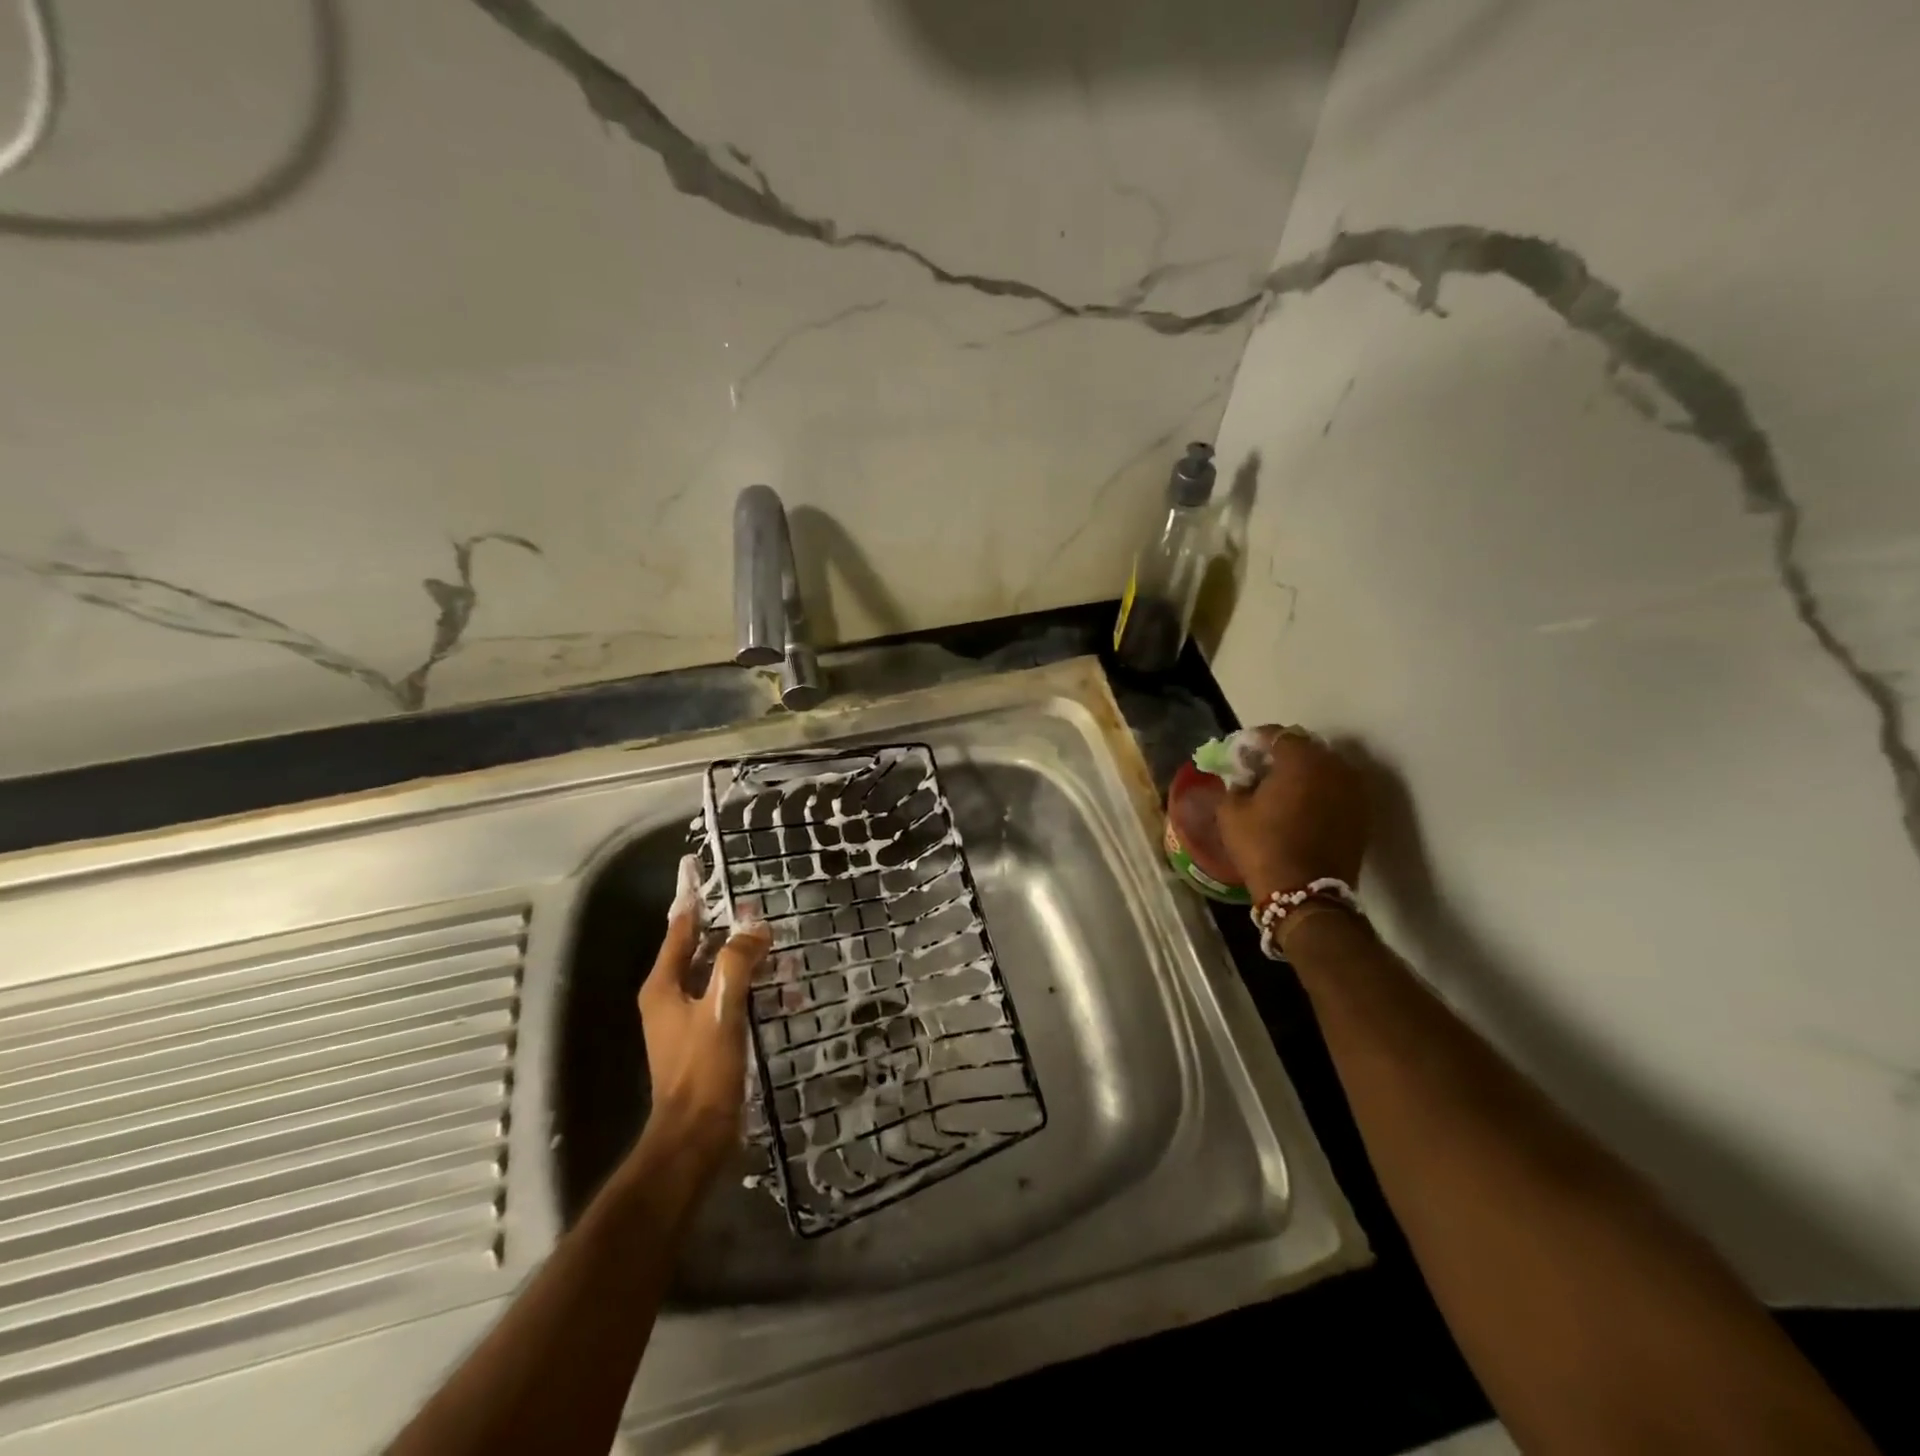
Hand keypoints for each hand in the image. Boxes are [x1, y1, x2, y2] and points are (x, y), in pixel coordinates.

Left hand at [637, 858, 771, 1175]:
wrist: (695, 1136)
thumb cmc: (703, 1068)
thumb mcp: (722, 1008)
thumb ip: (737, 962)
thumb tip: (754, 926)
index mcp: (664, 984)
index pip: (679, 927)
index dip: (690, 897)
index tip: (696, 867)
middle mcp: (670, 996)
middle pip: (700, 948)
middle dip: (730, 929)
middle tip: (759, 911)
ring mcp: (686, 1019)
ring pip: (718, 974)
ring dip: (747, 961)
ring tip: (780, 949)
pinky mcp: (705, 1038)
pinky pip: (729, 999)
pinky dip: (752, 990)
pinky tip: (783, 993)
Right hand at [1215, 726, 1368, 899]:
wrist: (1305, 893)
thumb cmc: (1263, 846)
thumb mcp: (1231, 811)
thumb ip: (1237, 782)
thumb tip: (1245, 777)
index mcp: (1300, 758)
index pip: (1276, 734)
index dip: (1255, 741)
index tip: (1240, 754)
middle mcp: (1334, 765)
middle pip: (1305, 748)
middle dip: (1282, 755)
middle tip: (1261, 771)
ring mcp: (1354, 789)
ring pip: (1324, 768)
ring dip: (1304, 773)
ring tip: (1283, 790)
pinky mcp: (1363, 812)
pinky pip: (1337, 789)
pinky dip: (1320, 792)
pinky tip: (1302, 808)